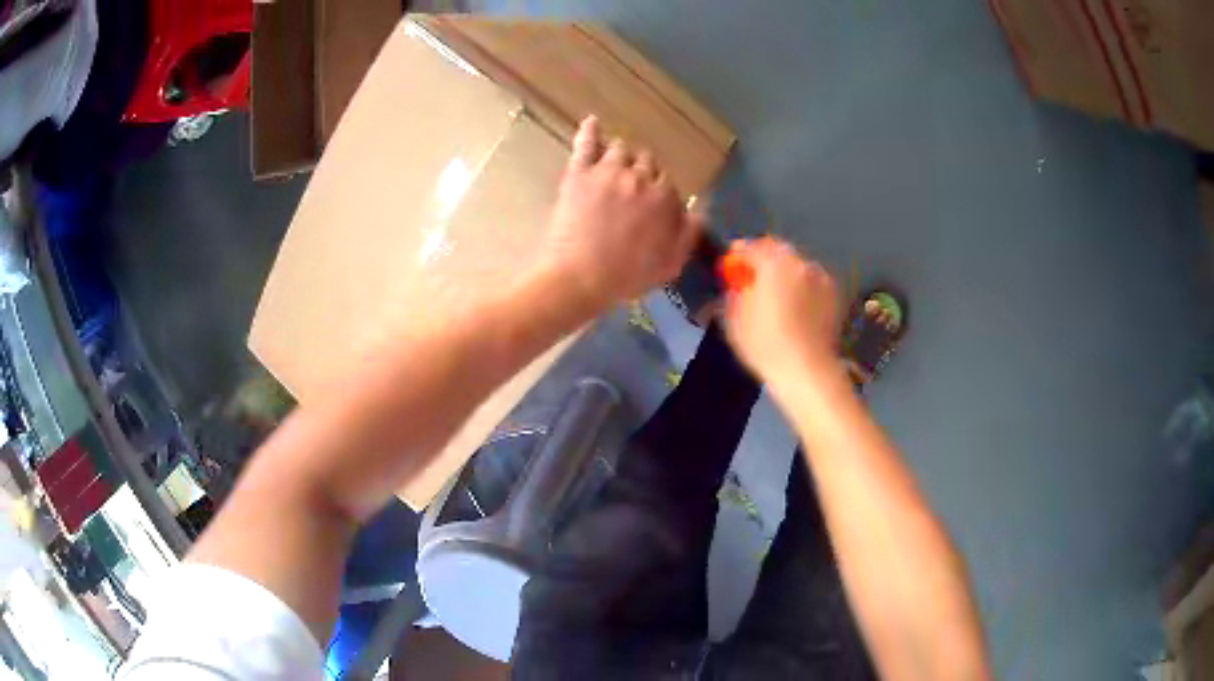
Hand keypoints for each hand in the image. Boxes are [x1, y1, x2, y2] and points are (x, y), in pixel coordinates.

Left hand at [539, 116, 703, 309]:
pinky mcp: (579, 173)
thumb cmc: (626, 276)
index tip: (650, 208)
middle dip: (642, 173)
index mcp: (665, 197)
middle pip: (647, 162)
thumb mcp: (670, 263)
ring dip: (621, 156)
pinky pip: (586, 143)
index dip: (659, 196)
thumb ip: (689, 233)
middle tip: (631, 191)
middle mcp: (640, 177)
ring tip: (613, 168)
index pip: (668, 184)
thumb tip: (699, 209)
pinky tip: (592, 122)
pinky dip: (590, 131)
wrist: (579, 278)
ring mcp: (608, 171)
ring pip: (621, 149)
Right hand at [723, 238, 841, 381]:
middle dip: (765, 258)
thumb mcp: (736, 319)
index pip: (752, 248)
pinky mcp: (833, 295)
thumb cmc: (766, 345)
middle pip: (779, 251)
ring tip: (776, 289)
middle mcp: (800, 264)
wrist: (807, 369)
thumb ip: (735, 293)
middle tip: (753, 273)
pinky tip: (796, 302)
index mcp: (774, 265)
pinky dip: (802, 284)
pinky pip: (812, 281)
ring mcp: (820, 278)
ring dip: (785, 271)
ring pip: (798, 265)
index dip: (738, 252)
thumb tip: (738, 285)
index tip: (731, 261)